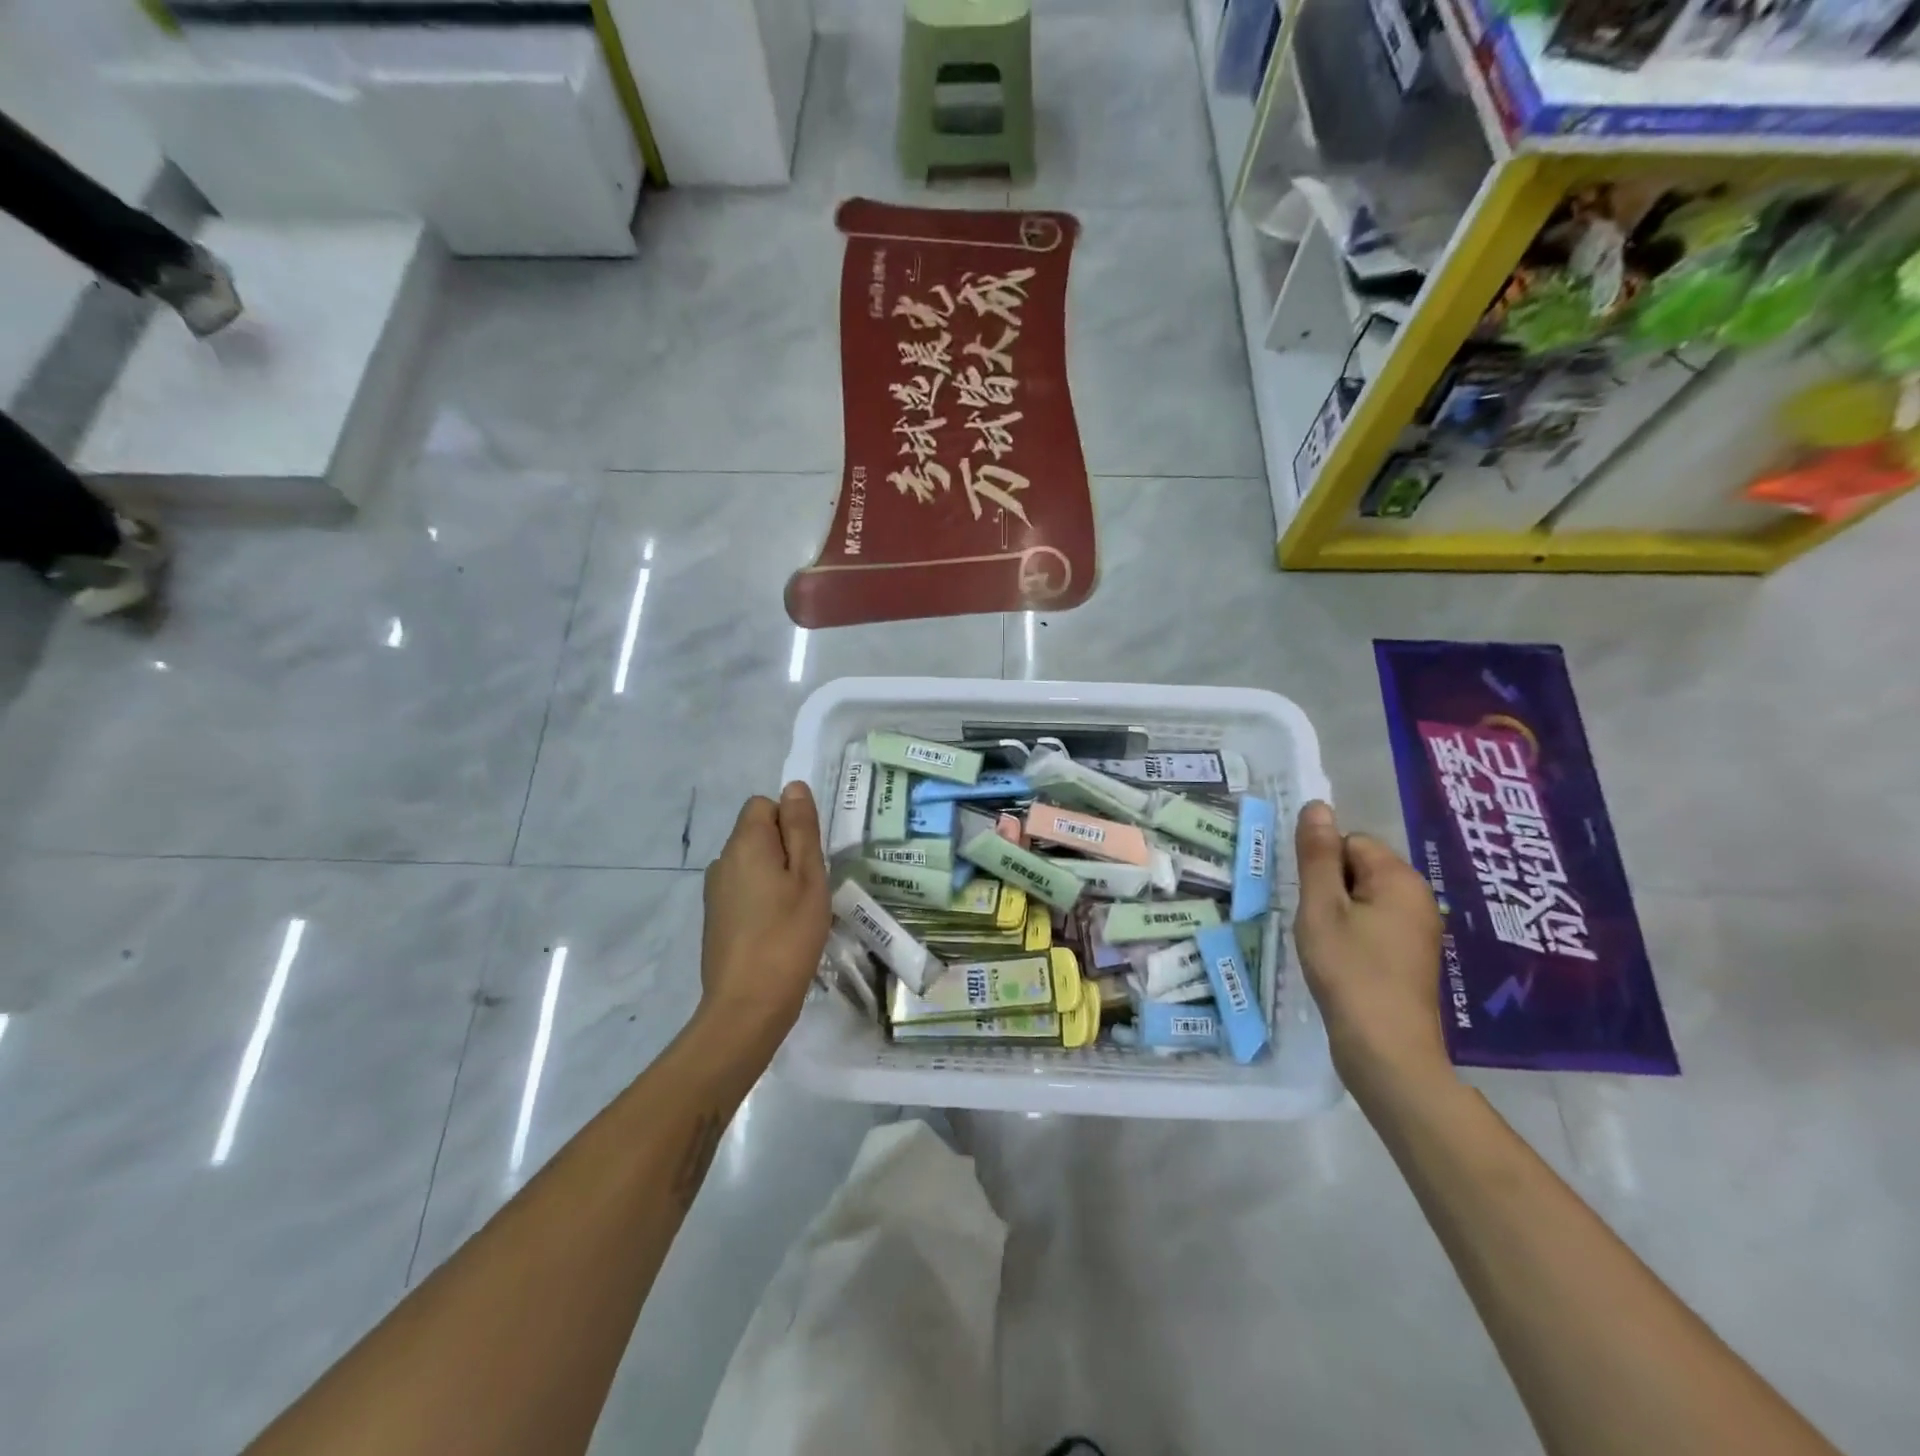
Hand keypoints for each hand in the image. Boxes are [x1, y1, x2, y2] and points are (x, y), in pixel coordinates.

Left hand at [697, 783, 830, 1061]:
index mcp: (744, 844)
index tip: (809, 857)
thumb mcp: (808, 876)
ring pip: (752, 864)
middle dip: (786, 850)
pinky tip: (779, 930)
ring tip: (798, 911)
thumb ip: (801, 828)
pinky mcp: (716, 919)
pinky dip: (763, 899)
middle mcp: (722, 861)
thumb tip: (793, 786)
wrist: (747, 1005)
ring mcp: (715, 892)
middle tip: (809, 887)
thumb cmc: (788, 935)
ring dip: (775, 876)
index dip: (790, 822)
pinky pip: (744, 890)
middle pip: (757, 834)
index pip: (764, 805)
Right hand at [1294, 801, 1451, 1097]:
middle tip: (1317, 926)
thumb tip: (1317, 806)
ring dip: (1337, 915)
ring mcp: (1419, 929)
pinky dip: (1352, 936)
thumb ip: (1317, 855)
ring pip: (1363, 898)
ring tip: (1326, 947)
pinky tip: (1342, 963)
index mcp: (1400, 879)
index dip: (1322, 868)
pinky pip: (1374, 924)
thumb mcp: (1321, 908)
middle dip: (1330, 890)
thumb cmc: (1349, 972)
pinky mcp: (1412, 956)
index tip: (1312, 903)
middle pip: (1358, 868)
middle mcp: (1419, 897)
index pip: (1350, 842)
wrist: (1387, 1052)